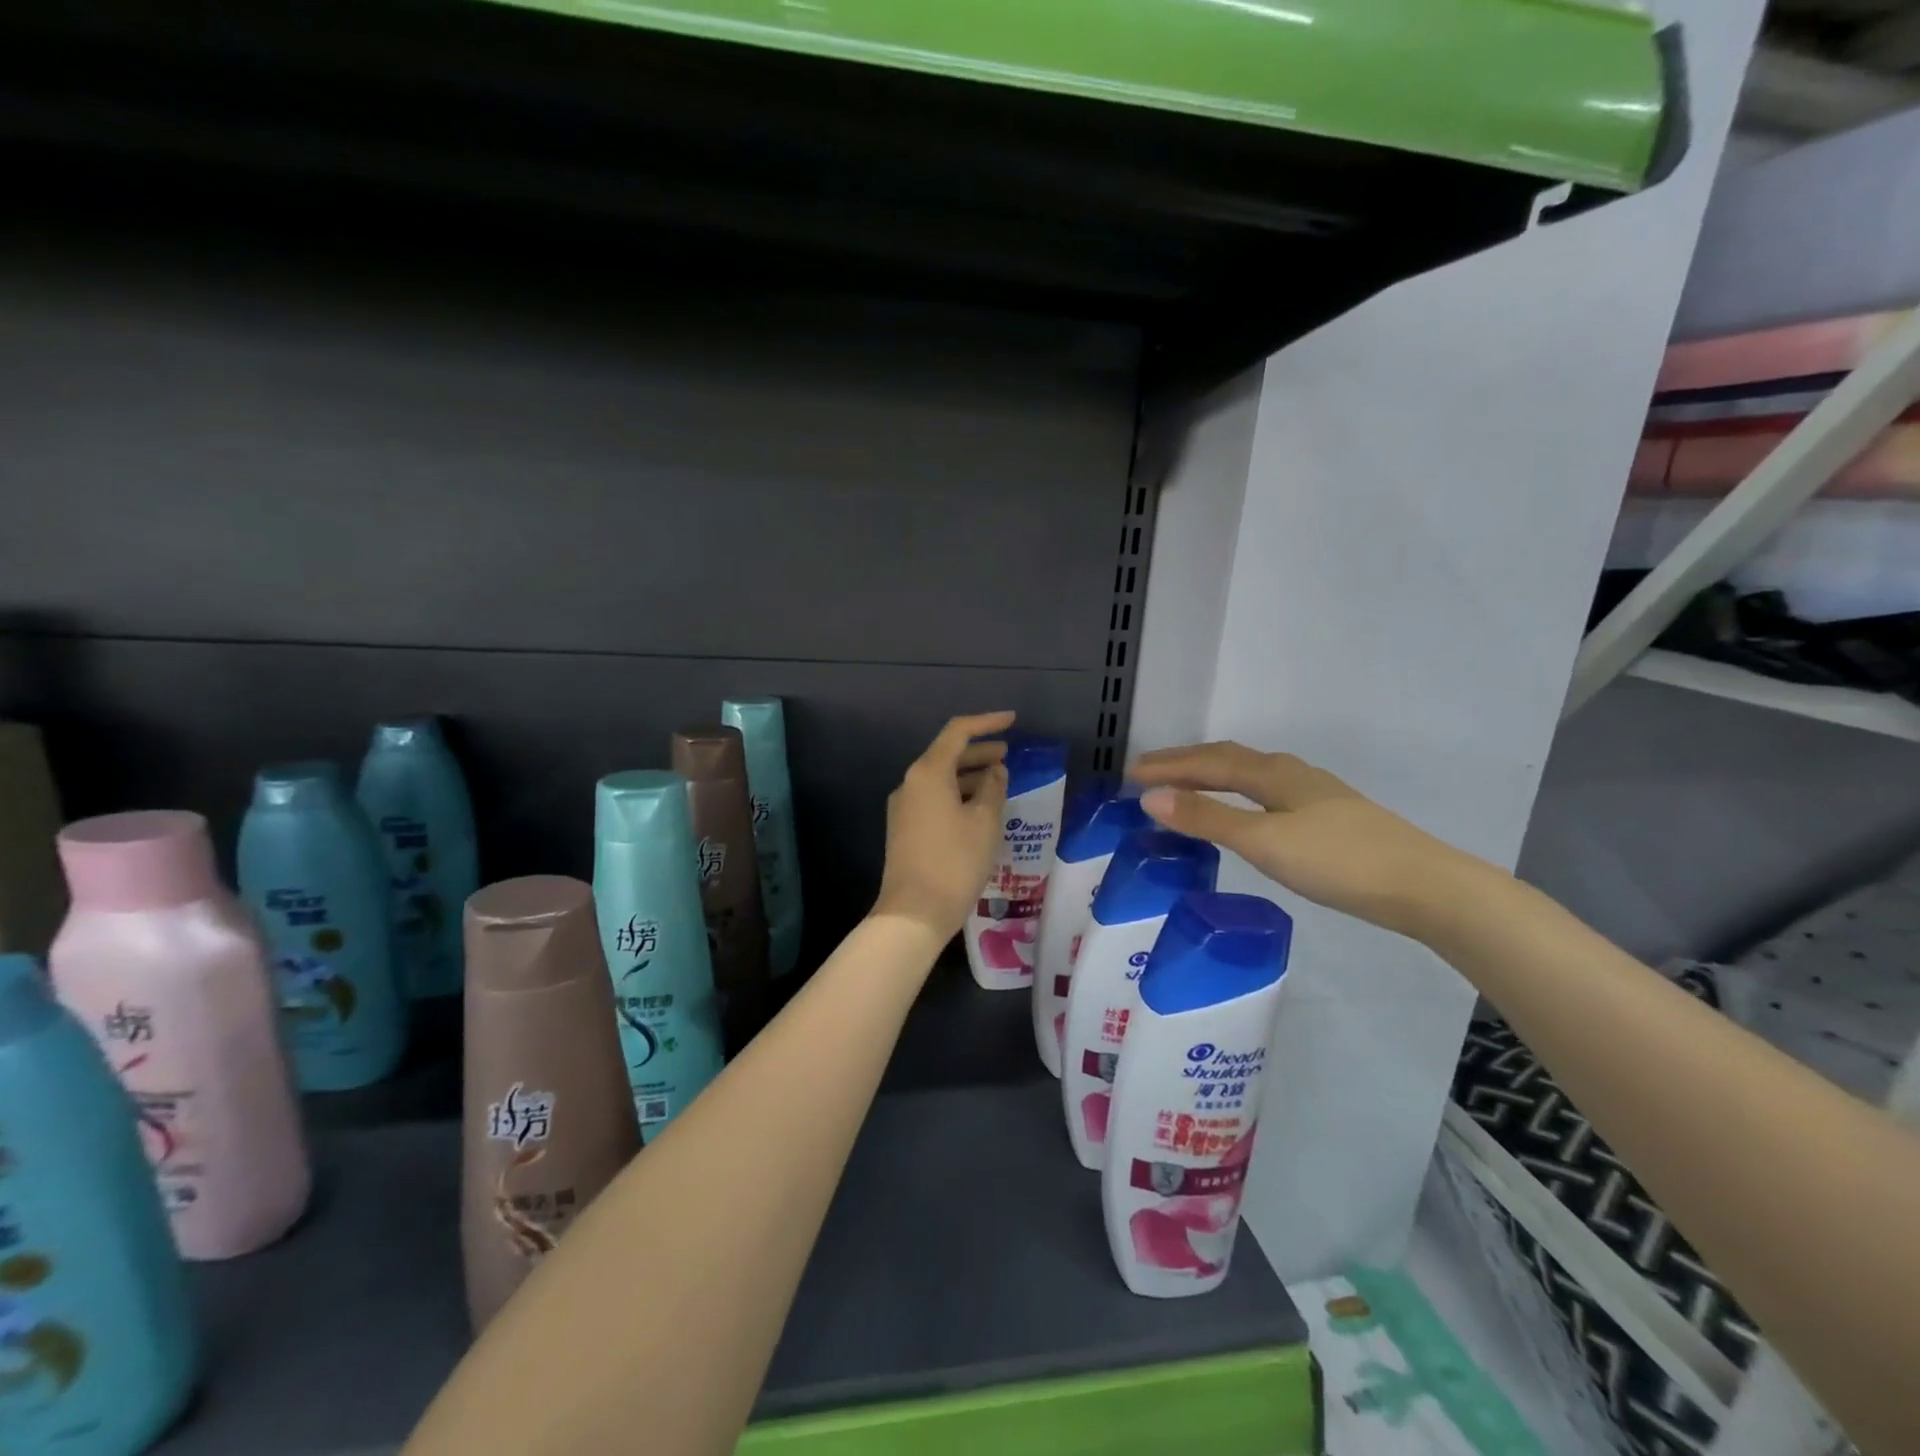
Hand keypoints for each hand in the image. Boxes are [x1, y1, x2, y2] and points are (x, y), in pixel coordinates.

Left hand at [872, 712, 1013, 943]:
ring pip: (940, 779)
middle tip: (1008, 756)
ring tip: (998, 783)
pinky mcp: (904, 828)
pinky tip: (978, 809)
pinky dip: (957, 794)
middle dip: (978, 752)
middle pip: (946, 754)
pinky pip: (934, 798)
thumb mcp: (984, 822)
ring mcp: (904, 807)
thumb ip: (993, 788)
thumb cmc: (954, 862)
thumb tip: (995, 770)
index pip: (957, 732)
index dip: (986, 723)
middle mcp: (910, 783)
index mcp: (928, 772)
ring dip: (969, 775)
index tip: (1012, 721)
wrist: (913, 912)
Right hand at [1128, 742, 1476, 936]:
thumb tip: (1150, 797)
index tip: (1130, 774)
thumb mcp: (1264, 841)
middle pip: (1229, 759)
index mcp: (1273, 775)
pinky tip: (1246, 811)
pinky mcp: (1330, 818)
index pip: (1208, 762)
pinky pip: (1266, 793)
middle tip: (1148, 771)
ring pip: (1251, 775)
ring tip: (1186, 785)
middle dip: (1186, 763)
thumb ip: (1208, 819)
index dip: (1168, 766)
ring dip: (1212, 775)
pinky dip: (1237, 793)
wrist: (1424, 887)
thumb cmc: (1338, 861)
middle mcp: (1292, 775)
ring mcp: (1315, 795)